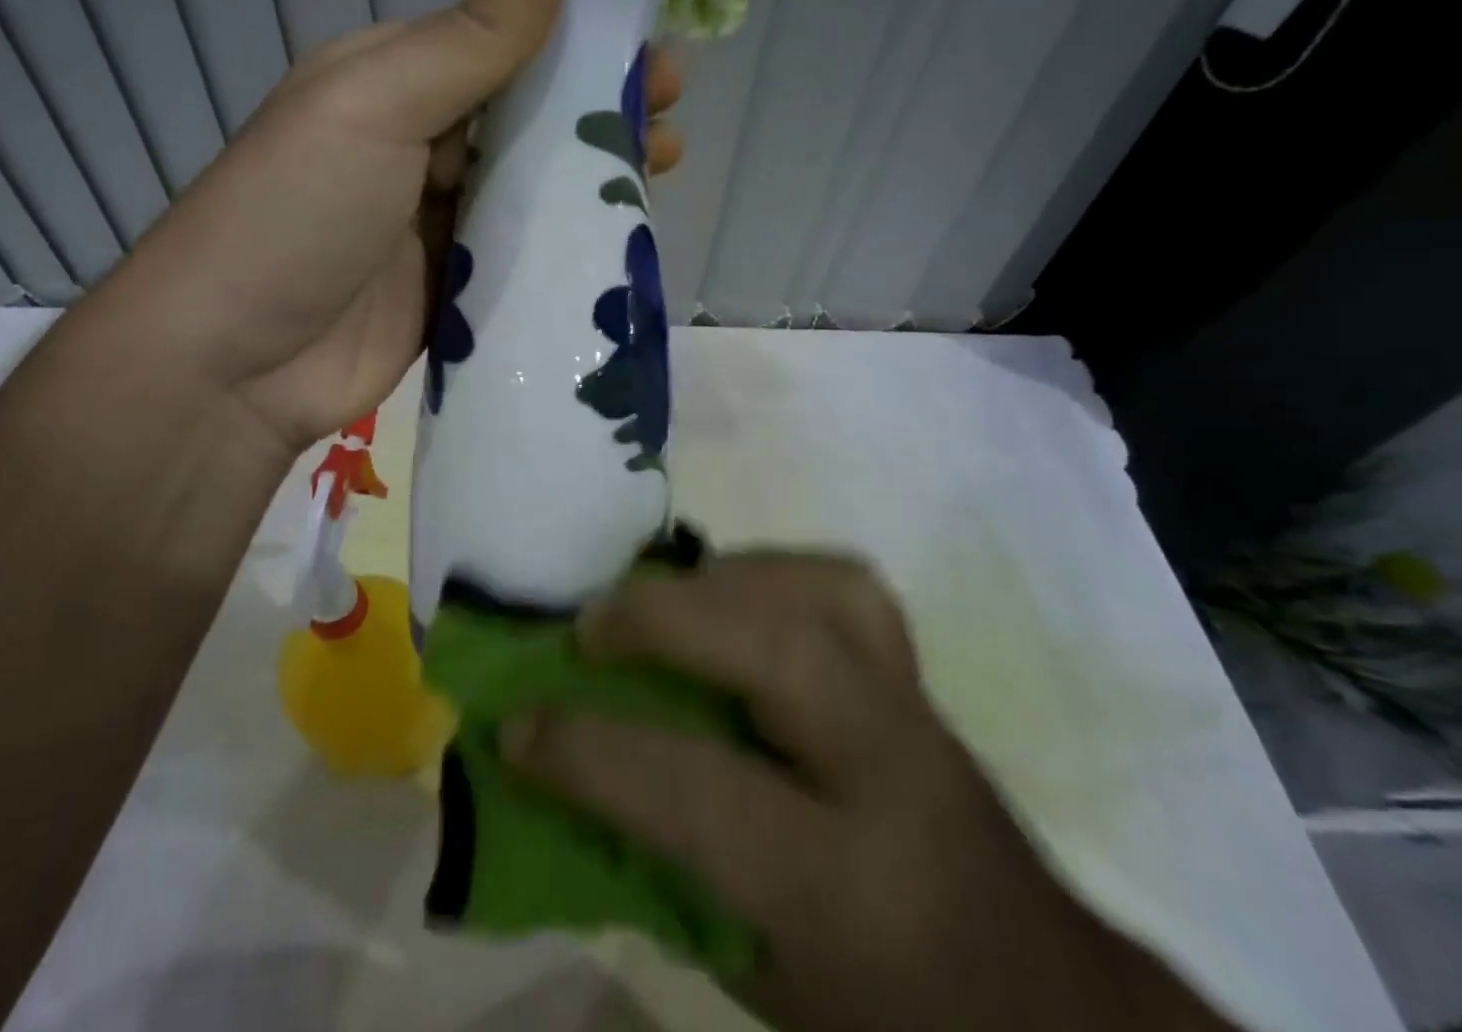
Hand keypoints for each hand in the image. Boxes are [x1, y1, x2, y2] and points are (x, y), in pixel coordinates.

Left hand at [115, 0, 684, 455]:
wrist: (235, 364)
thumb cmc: (298, 213)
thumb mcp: (378, 104)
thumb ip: (471, 34)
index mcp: (394, 80)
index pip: (500, 40)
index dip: (578, 36)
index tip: (651, 44)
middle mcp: (417, 144)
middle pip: (524, 114)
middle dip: (599, 109)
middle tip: (671, 115)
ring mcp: (435, 222)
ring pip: (530, 185)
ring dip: (593, 175)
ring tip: (665, 168)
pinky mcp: (451, 289)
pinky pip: (519, 254)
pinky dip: (567, 243)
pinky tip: (621, 238)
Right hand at [501, 553, 1237, 1031]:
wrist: (1045, 1007)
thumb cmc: (883, 1017)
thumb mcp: (755, 982)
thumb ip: (656, 869)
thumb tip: (559, 775)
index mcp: (846, 893)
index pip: (696, 791)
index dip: (588, 752)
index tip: (516, 728)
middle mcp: (893, 778)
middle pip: (782, 653)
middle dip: (665, 620)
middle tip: (588, 627)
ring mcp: (918, 710)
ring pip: (822, 594)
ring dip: (718, 582)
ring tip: (659, 604)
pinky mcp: (921, 675)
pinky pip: (843, 584)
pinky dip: (773, 573)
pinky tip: (732, 596)